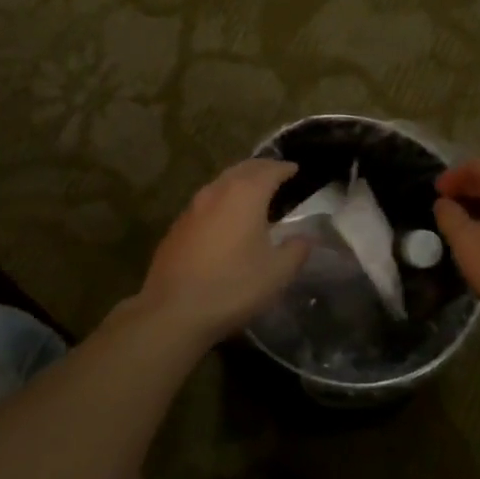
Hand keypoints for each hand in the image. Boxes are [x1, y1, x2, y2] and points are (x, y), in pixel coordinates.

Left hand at [138, 159, 309, 342]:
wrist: (174, 310)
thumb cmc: (233, 287)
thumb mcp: (277, 273)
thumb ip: (296, 250)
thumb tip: (305, 237)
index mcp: (245, 195)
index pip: (269, 170)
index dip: (284, 168)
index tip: (295, 169)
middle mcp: (216, 192)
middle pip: (242, 169)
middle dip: (261, 168)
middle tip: (276, 173)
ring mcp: (192, 208)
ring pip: (220, 183)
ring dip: (239, 181)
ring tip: (253, 192)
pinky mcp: (177, 226)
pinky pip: (206, 202)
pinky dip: (222, 200)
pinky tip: (225, 217)